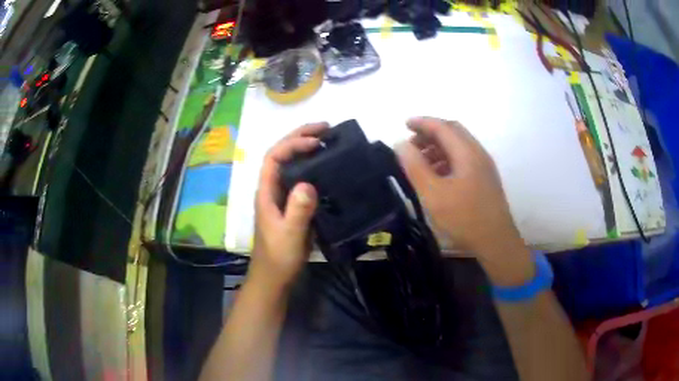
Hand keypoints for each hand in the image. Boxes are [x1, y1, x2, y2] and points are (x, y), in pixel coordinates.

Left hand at [250, 123, 328, 288]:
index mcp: (266, 192)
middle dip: (300, 137)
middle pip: (281, 154)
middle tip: (325, 127)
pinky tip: (327, 167)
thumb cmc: (278, 257)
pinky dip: (313, 167)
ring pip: (292, 164)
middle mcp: (272, 189)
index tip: (316, 142)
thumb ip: (297, 211)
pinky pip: (302, 178)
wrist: (275, 276)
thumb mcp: (290, 235)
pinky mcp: (292, 205)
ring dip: (306, 148)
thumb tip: (308, 184)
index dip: (293, 144)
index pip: (274, 157)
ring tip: (328, 139)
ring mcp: (282, 196)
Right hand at [396, 117, 526, 262]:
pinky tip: (437, 174)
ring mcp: (484, 166)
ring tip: (420, 161)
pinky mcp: (486, 178)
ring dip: (439, 146)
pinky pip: (464, 158)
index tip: (404, 124)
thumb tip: (401, 144)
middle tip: (412, 143)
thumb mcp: (433, 194)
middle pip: (453, 132)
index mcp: (467, 152)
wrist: (495, 241)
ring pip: (459, 145)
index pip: (442, 127)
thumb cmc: (464, 218)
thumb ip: (415, 167)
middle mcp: (478, 153)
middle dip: (431, 133)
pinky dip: (448, 158)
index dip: (422, 122)